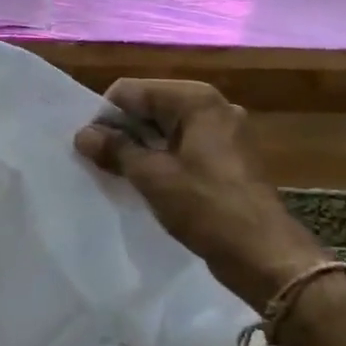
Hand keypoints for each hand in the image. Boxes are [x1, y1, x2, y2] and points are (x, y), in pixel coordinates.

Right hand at [74, 79, 326, 301]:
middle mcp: (213, 106)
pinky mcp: (227, 157)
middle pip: (149, 106)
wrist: (263, 253)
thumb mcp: (152, 177)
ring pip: (165, 129)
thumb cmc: (206, 207)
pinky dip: (161, 160)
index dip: (105, 117)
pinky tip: (148, 184)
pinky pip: (182, 147)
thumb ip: (115, 149)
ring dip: (139, 148)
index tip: (90, 149)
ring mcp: (223, 131)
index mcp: (196, 99)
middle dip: (122, 132)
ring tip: (120, 176)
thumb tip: (82, 134)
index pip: (131, 91)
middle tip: (100, 164)